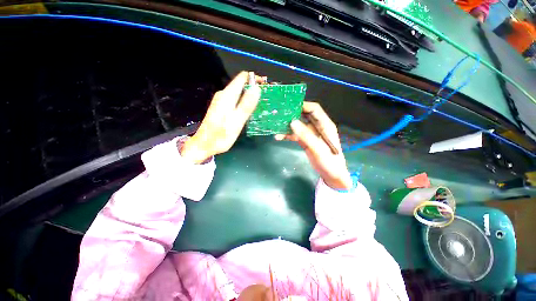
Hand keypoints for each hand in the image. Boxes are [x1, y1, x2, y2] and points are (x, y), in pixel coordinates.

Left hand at [180, 71, 262, 163]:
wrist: (204, 145)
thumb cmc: (221, 135)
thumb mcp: (237, 121)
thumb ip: (246, 105)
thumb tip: (257, 88)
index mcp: (227, 95)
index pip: (242, 78)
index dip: (255, 79)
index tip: (265, 86)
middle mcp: (223, 95)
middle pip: (241, 85)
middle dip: (254, 89)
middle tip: (265, 99)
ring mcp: (221, 101)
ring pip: (239, 93)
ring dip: (250, 96)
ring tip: (260, 105)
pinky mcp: (221, 107)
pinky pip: (235, 100)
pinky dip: (244, 102)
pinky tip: (248, 111)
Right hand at [275, 102, 351, 189]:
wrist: (331, 175)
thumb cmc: (329, 162)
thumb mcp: (318, 149)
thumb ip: (306, 135)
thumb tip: (292, 122)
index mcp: (325, 125)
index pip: (314, 109)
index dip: (303, 106)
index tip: (289, 106)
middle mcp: (317, 127)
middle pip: (304, 116)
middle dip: (292, 114)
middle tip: (279, 114)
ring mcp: (310, 134)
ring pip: (298, 125)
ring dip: (287, 126)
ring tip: (276, 126)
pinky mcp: (305, 141)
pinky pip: (295, 135)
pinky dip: (287, 135)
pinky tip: (278, 137)